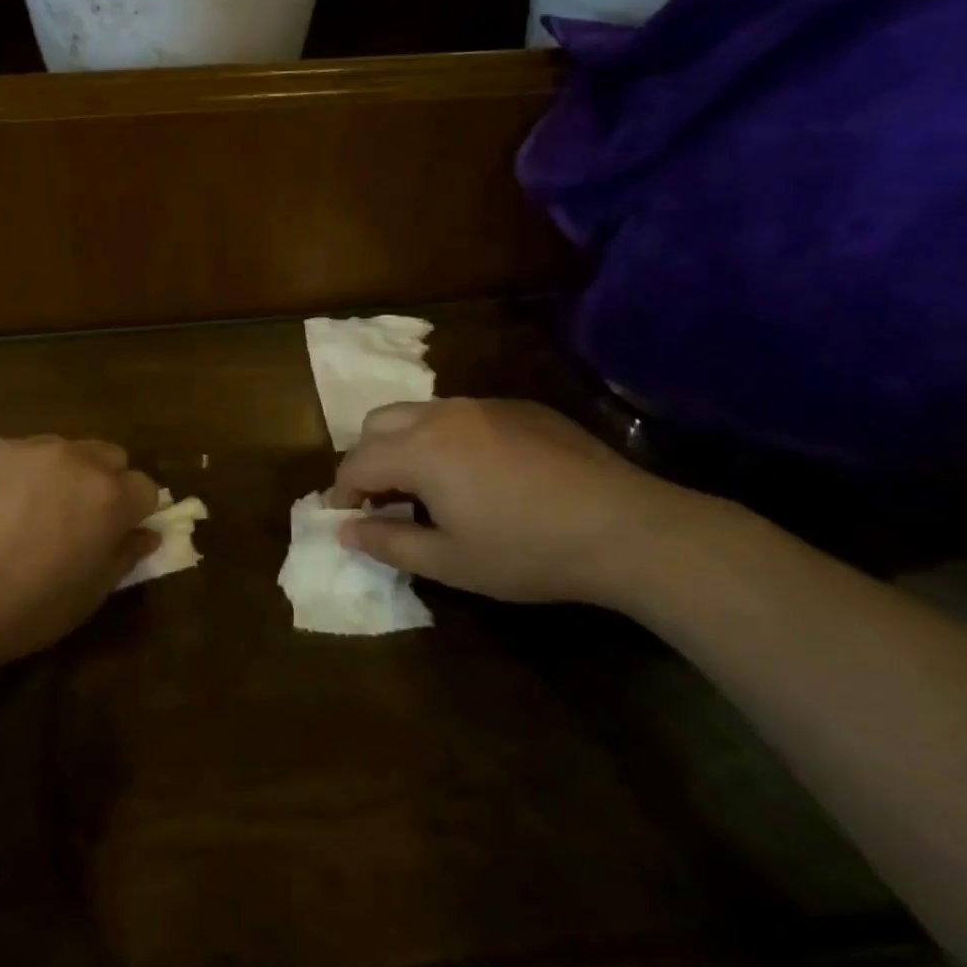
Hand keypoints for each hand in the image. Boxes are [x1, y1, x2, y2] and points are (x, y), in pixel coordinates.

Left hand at [0, 435, 161, 670]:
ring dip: (55, 474)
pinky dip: (5, 474)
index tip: (114, 534)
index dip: (134, 513)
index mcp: (107, 496)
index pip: (145, 488)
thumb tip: (146, 535)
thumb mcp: (83, 600)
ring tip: (18, 514)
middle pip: (108, 456)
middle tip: (71, 521)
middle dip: (102, 482)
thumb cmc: (16, 612)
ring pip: (57, 449)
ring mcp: (22, 445)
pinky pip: (7, 453)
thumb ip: (123, 559)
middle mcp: (72, 457)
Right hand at [327, 399, 724, 605]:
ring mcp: (483, 405)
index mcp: (419, 450)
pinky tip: (481, 474)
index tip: (348, 518)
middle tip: (384, 499)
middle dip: (368, 457)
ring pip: (420, 412)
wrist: (623, 526)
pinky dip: (448, 437)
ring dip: (406, 443)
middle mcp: (442, 414)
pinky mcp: (518, 407)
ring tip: (429, 486)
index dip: (343, 491)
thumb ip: (388, 543)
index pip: (357, 461)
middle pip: (378, 422)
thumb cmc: (527, 551)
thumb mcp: (450, 561)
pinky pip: (463, 414)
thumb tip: (344, 529)